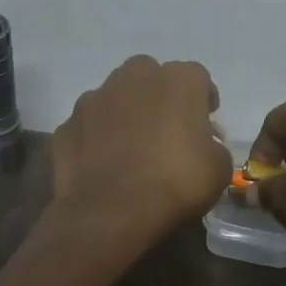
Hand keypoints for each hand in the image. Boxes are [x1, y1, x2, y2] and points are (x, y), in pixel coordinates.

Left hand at [51, 56, 231, 252]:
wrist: (113, 211)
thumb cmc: (175, 183)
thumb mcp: (218, 168)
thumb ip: (213, 146)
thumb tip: (204, 145)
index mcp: (177, 82)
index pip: (197, 76)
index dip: (203, 97)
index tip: (206, 120)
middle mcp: (133, 79)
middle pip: (149, 74)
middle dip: (158, 94)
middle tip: (166, 126)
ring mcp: (93, 100)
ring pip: (113, 96)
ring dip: (124, 112)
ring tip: (130, 145)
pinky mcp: (67, 126)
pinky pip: (87, 126)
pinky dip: (95, 138)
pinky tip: (103, 163)